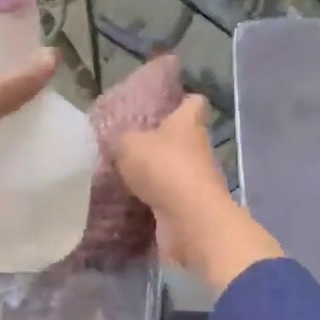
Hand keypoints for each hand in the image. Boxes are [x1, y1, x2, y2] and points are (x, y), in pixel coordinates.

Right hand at [115, 96, 282, 293]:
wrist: (189, 219)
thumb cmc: (163, 167)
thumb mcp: (129, 144)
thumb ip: (122, 140)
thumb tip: (121, 143)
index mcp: (188, 123)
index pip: (193, 102)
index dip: (181, 101)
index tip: (165, 105)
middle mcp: (198, 149)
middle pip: (183, 139)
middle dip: (160, 142)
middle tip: (130, 146)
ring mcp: (197, 180)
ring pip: (174, 170)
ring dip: (155, 175)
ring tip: (123, 176)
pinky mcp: (189, 208)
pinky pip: (168, 199)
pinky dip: (152, 201)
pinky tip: (129, 201)